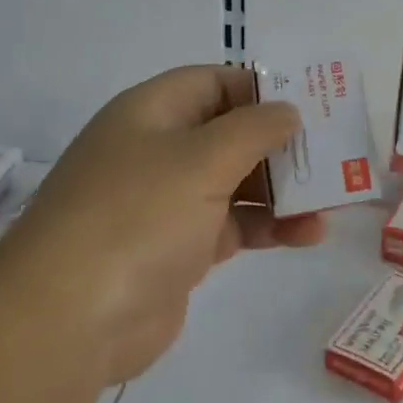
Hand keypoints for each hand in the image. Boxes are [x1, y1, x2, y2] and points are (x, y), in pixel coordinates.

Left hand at [1, 64, 319, 383]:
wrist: (69, 319)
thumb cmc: (138, 215)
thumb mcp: (202, 158)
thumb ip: (254, 129)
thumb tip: (287, 111)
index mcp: (152, 112)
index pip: (214, 82)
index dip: (261, 88)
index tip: (309, 103)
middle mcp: (158, 150)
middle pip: (230, 132)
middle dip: (280, 143)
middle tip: (332, 152)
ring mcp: (166, 202)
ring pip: (236, 182)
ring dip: (283, 189)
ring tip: (332, 197)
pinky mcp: (178, 249)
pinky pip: (234, 225)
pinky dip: (270, 226)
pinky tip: (310, 234)